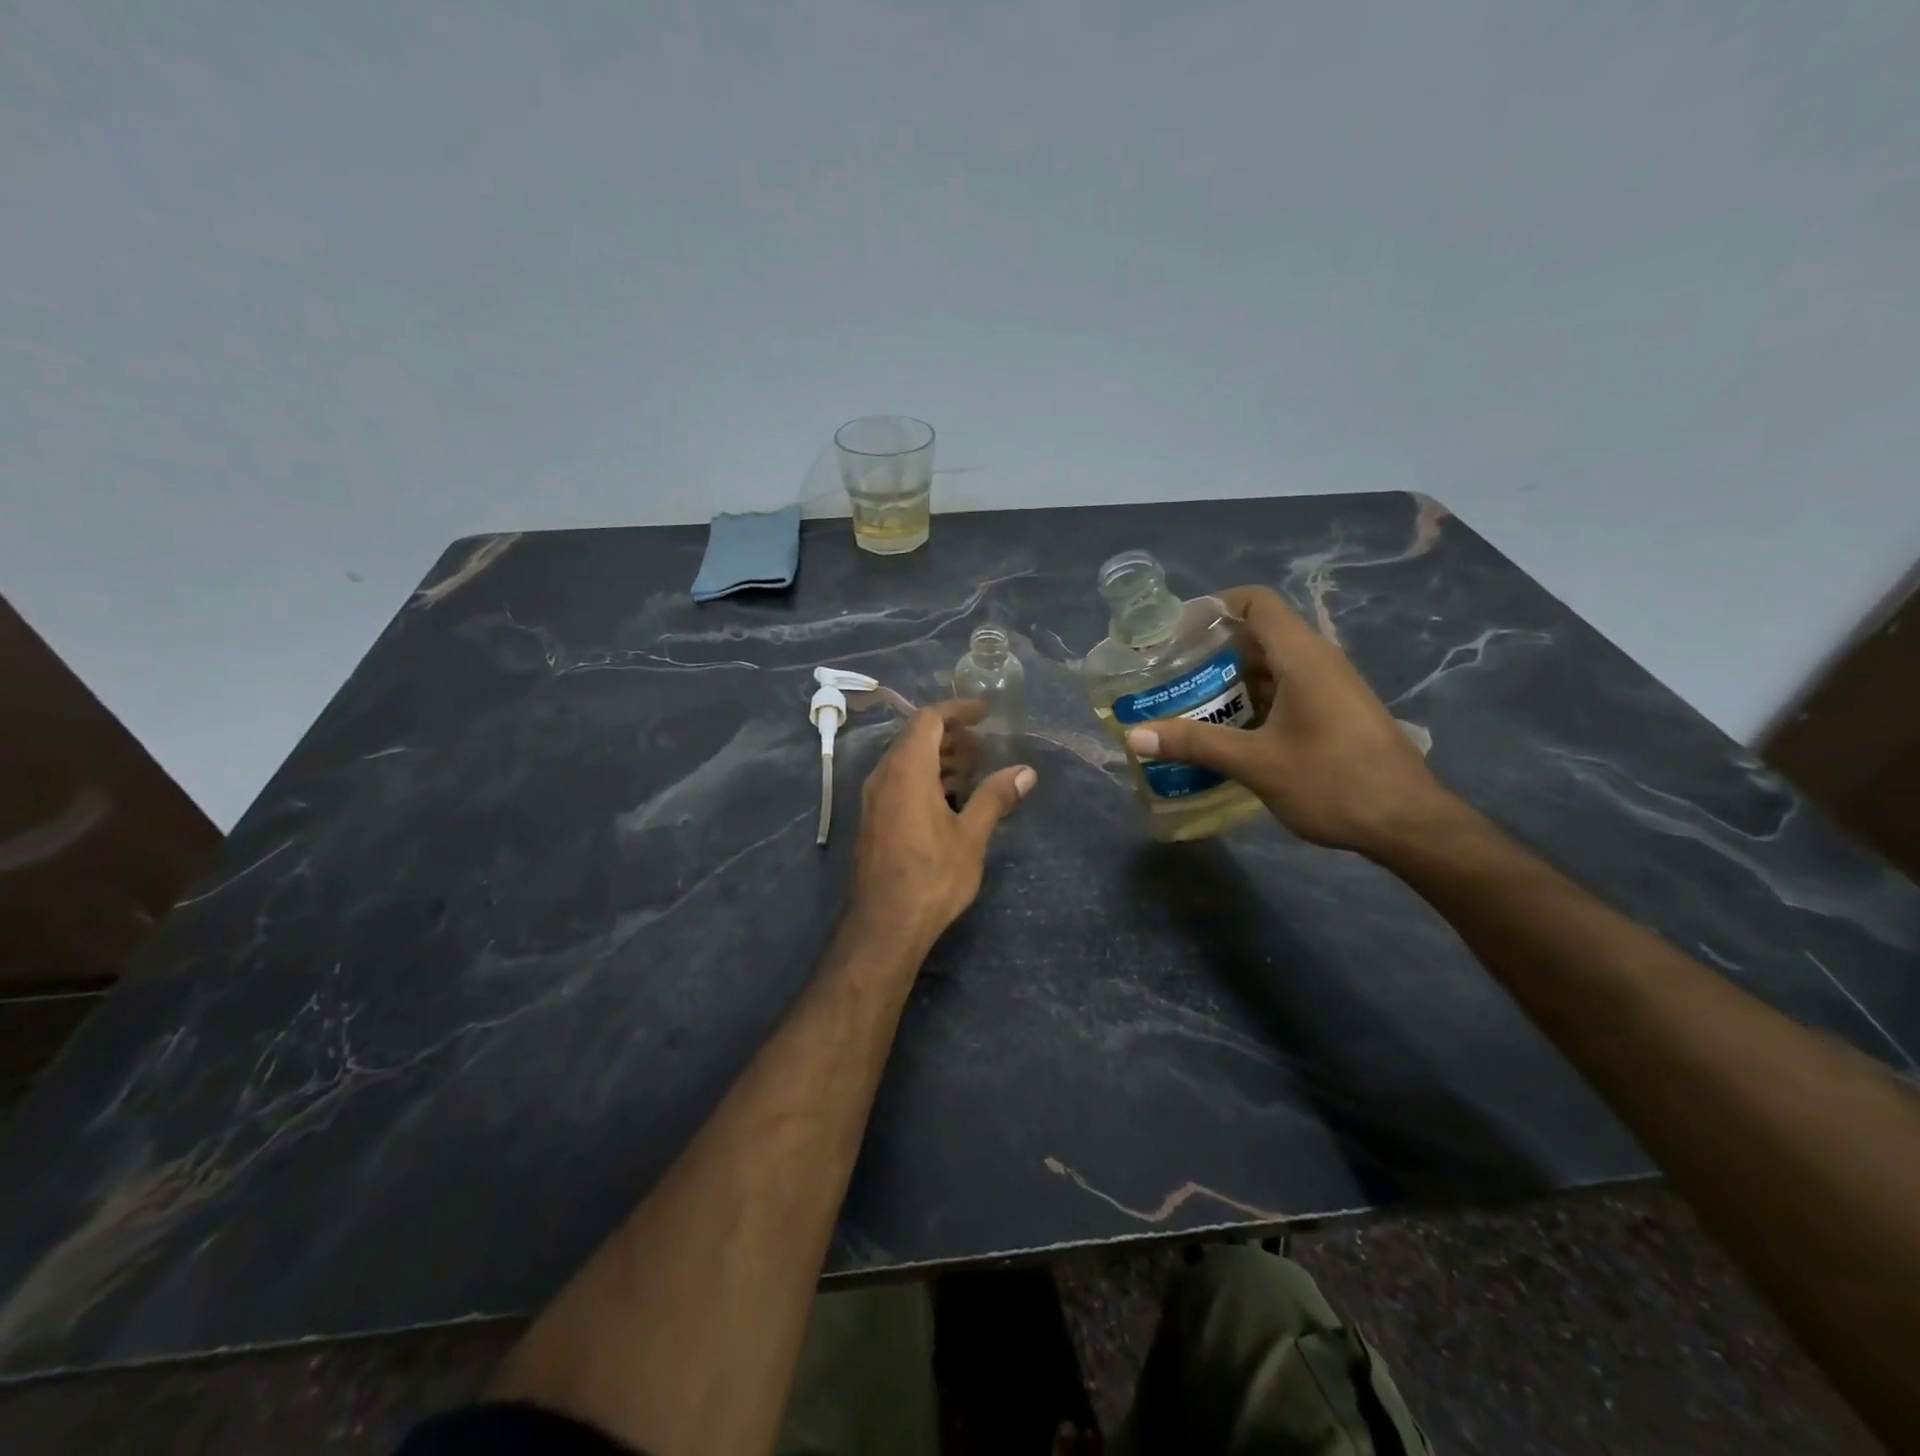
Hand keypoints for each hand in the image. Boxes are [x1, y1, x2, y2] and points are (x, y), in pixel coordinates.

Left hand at [852, 700, 1036, 946]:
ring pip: (906, 761)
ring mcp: (874, 799)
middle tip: (985, 747)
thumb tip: (1026, 772)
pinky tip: (951, 799)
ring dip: (940, 758)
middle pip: (916, 737)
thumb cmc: (931, 876)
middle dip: (952, 735)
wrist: (885, 925)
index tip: (986, 712)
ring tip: (974, 771)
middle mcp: (884, 776)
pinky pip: (899, 782)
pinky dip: (926, 778)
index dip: (958, 710)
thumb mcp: (971, 836)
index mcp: (906, 770)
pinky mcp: (874, 819)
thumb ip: (995, 797)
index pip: (929, 719)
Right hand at [1122, 586, 1458, 855]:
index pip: (1256, 602)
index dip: (1215, 606)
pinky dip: (1252, 702)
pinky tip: (1226, 733)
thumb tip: (1134, 735)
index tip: (1175, 632)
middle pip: (1258, 635)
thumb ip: (1195, 744)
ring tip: (1187, 704)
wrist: (1409, 824)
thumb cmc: (1333, 782)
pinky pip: (1286, 692)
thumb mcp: (1256, 764)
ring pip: (1271, 667)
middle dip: (1211, 650)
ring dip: (1230, 681)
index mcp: (1303, 657)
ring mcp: (1330, 689)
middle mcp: (1318, 662)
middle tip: (1169, 674)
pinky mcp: (1335, 714)